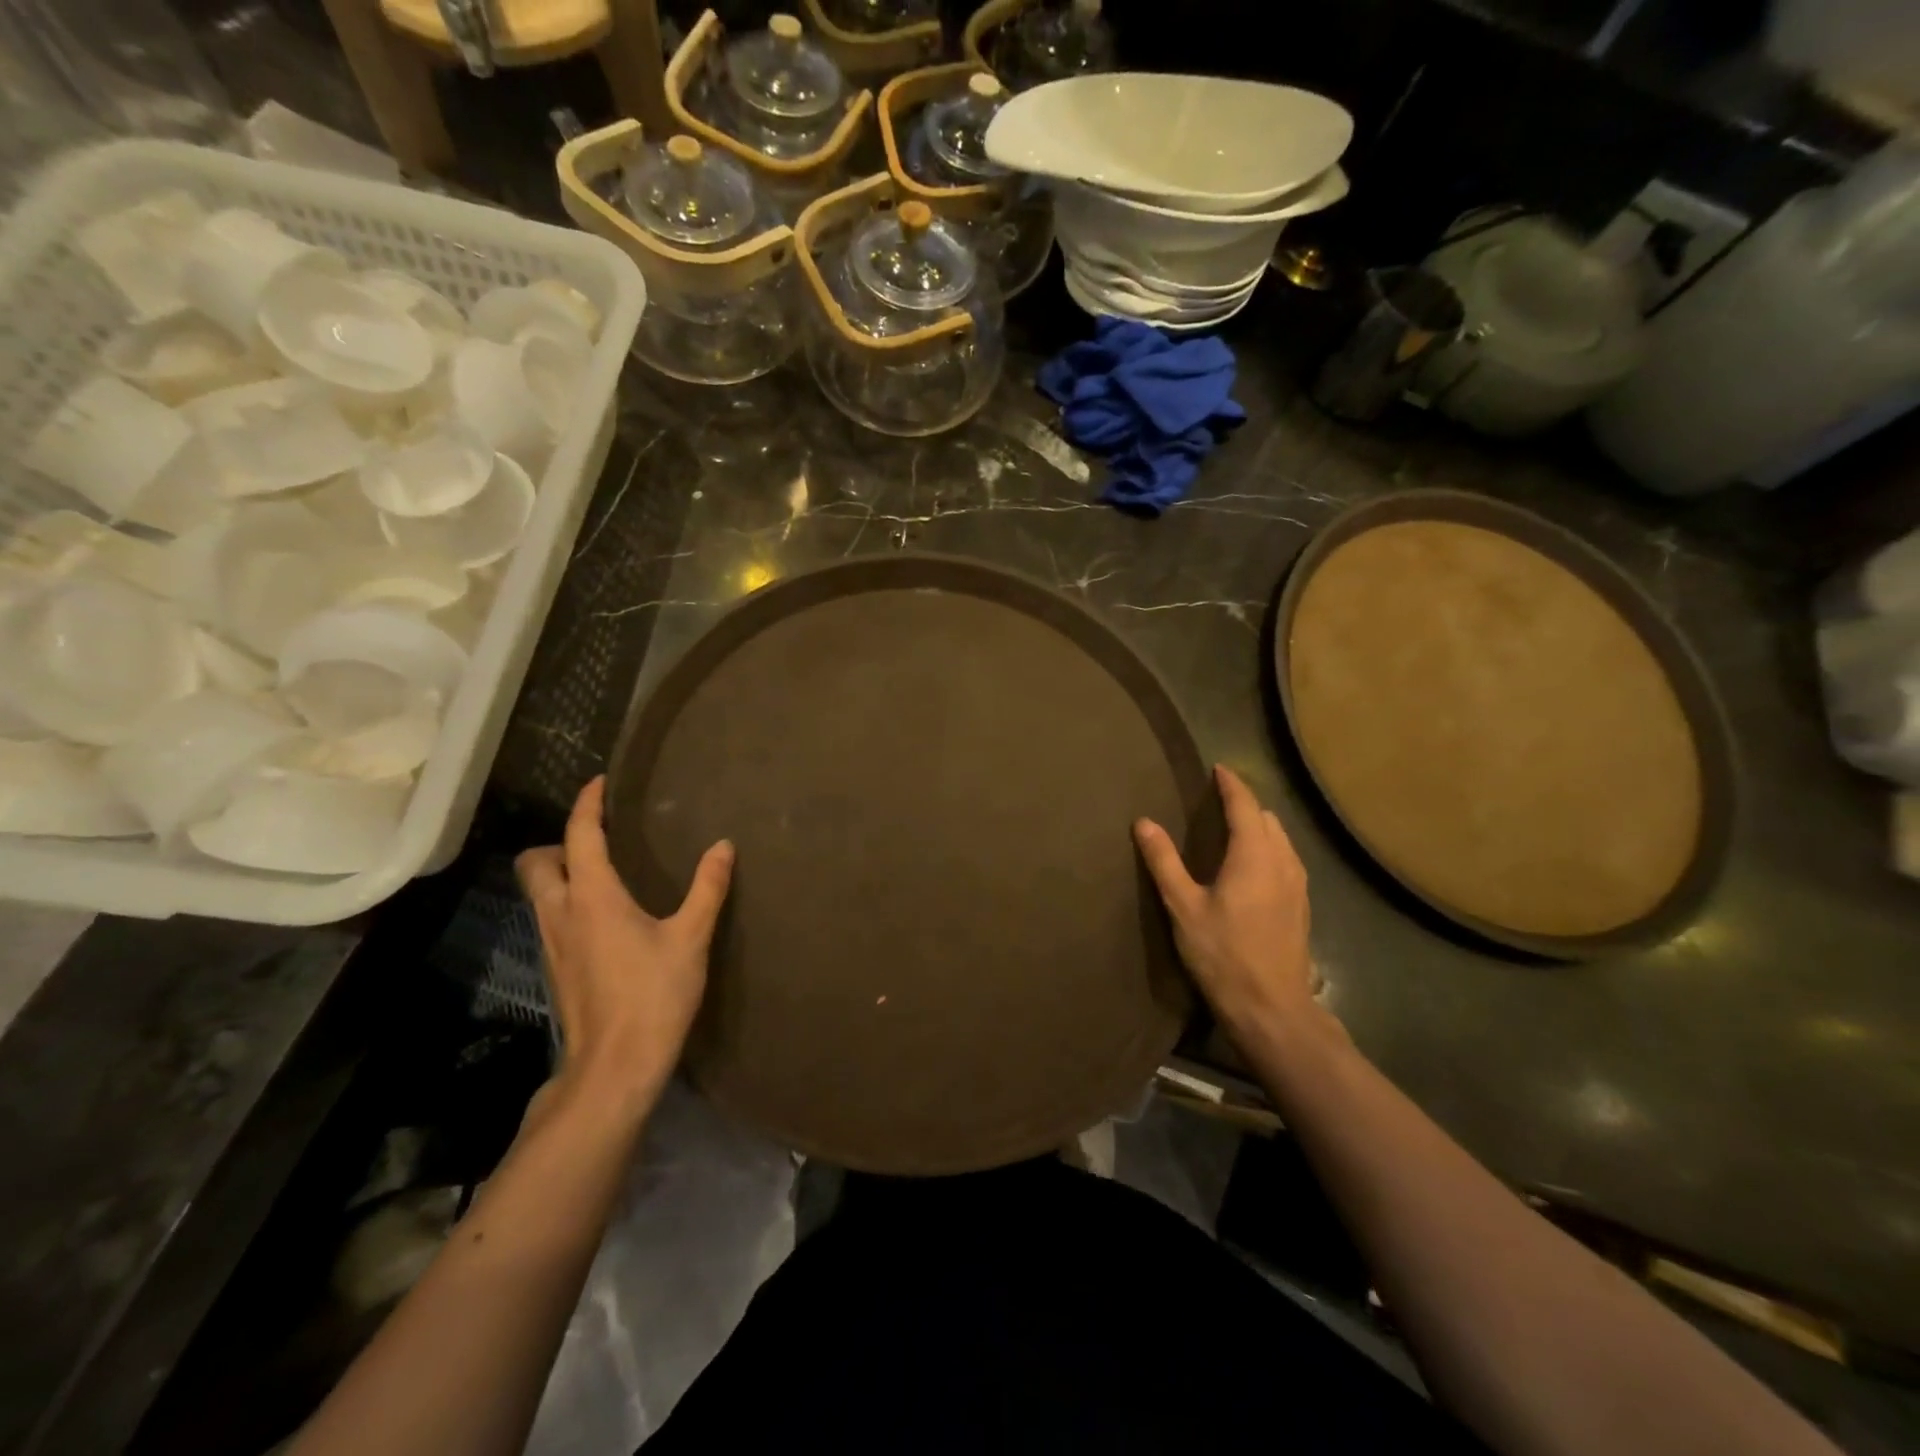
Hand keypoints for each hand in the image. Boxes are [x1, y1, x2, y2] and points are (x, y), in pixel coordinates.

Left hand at [516, 776, 733, 1122]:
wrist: (614, 1067)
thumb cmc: (654, 995)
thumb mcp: (690, 938)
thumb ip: (707, 889)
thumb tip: (723, 846)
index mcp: (592, 897)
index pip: (579, 836)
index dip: (587, 805)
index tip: (599, 784)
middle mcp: (561, 913)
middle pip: (536, 862)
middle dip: (558, 841)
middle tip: (597, 839)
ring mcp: (553, 944)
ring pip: (539, 892)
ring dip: (560, 872)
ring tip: (603, 871)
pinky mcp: (557, 968)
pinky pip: (551, 917)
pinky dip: (567, 901)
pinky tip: (604, 916)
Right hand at [1134, 765, 1319, 1044]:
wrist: (1272, 1008)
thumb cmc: (1223, 954)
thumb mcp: (1183, 907)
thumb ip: (1164, 861)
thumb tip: (1144, 822)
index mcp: (1254, 855)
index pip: (1245, 805)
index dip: (1231, 784)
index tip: (1217, 769)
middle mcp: (1282, 862)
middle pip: (1267, 819)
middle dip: (1245, 804)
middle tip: (1218, 800)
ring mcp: (1297, 885)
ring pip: (1281, 839)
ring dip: (1259, 826)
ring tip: (1234, 828)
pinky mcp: (1301, 905)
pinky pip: (1287, 859)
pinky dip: (1269, 848)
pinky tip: (1253, 866)